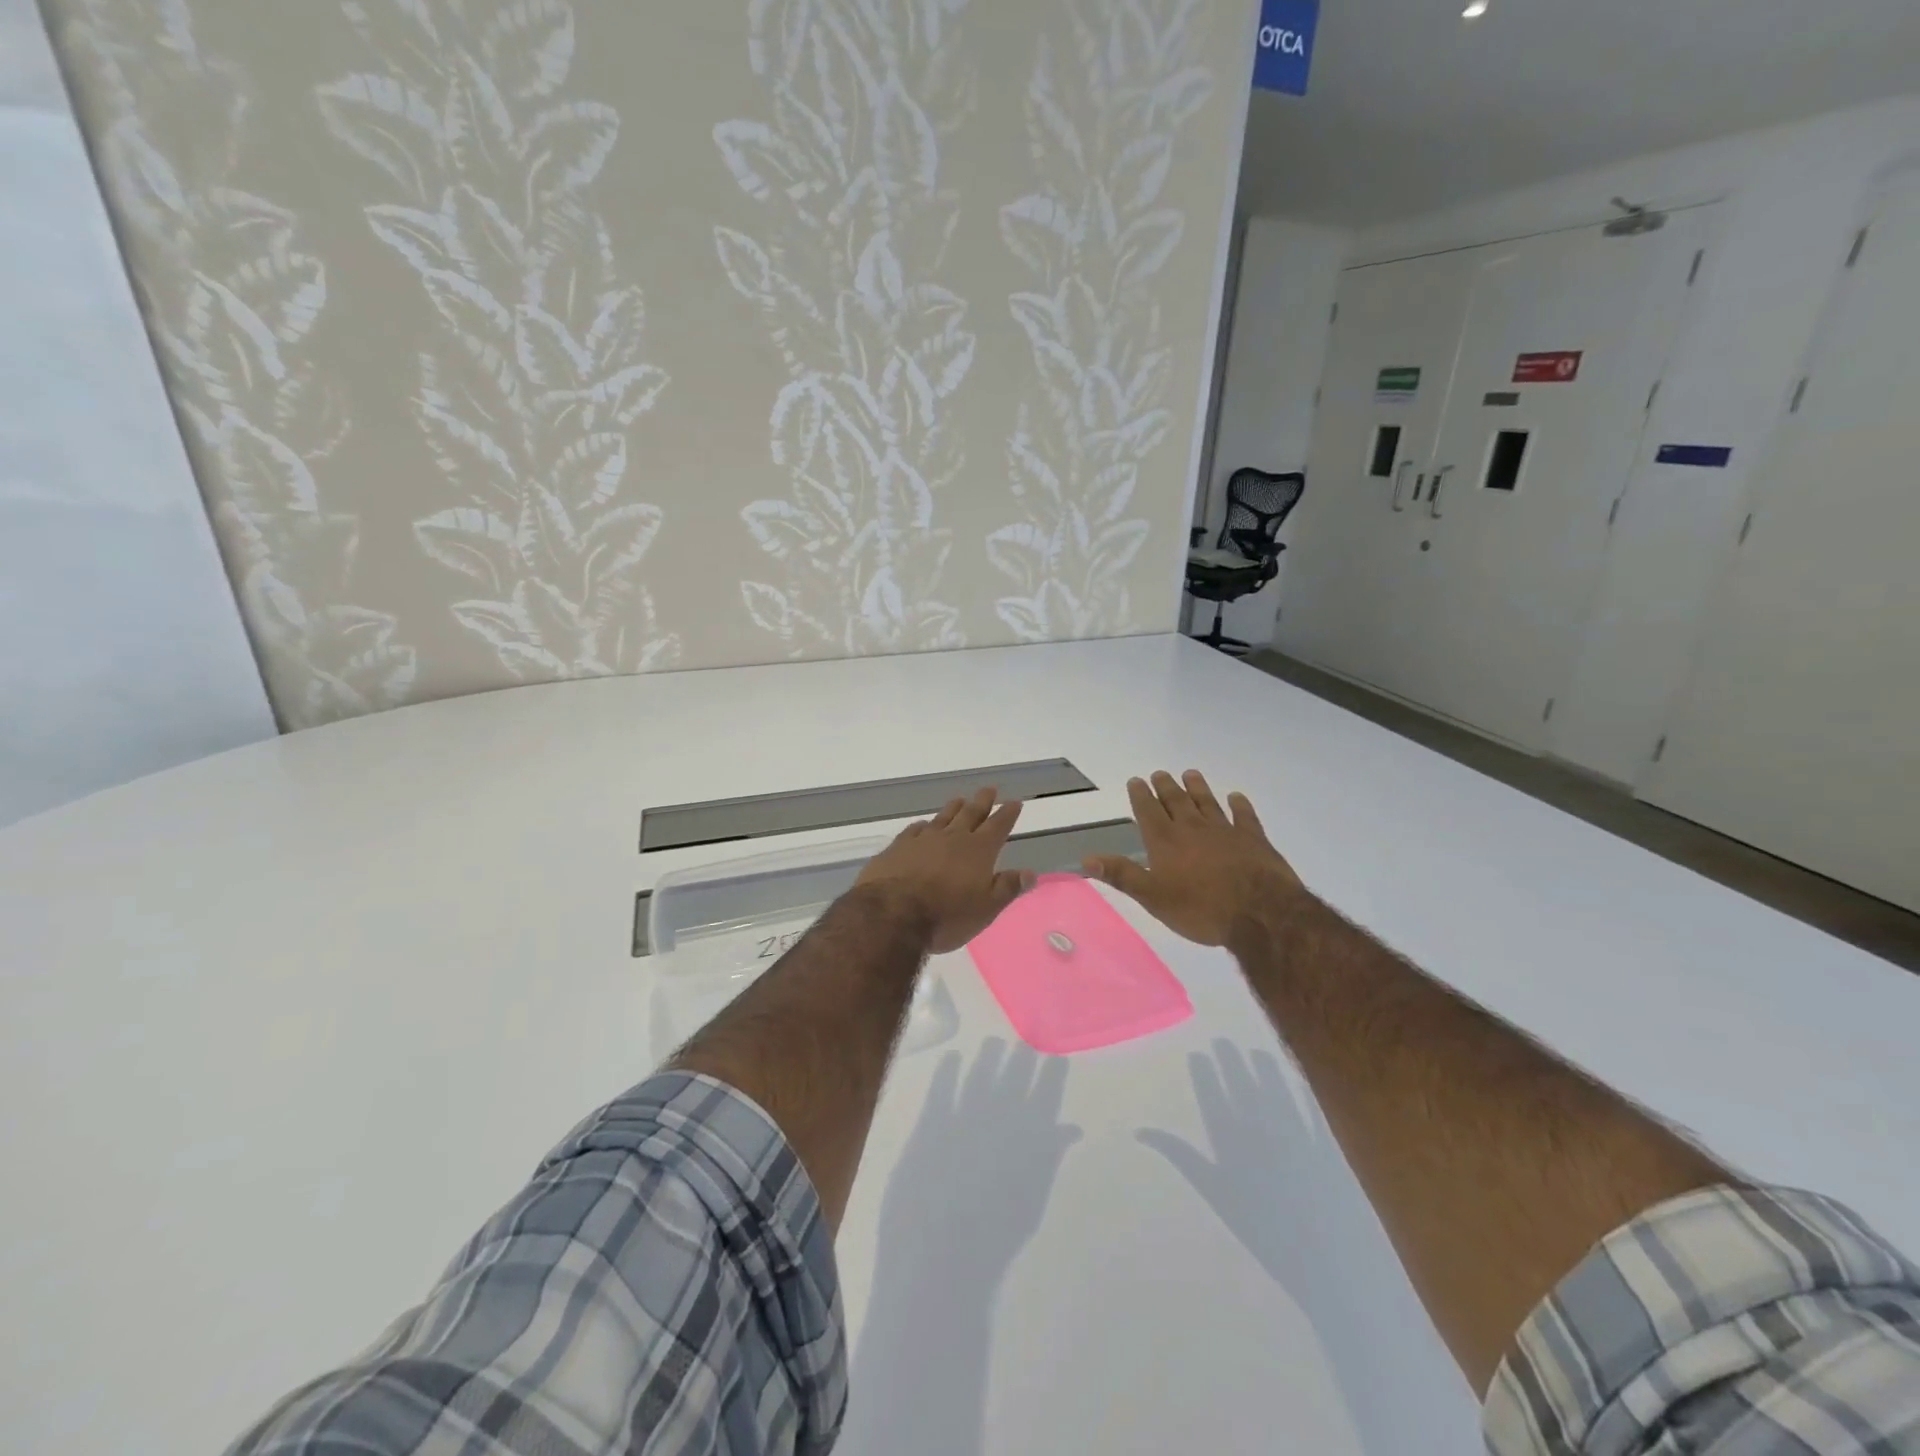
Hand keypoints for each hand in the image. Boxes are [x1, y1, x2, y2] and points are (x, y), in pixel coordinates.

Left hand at [856, 787, 1032, 953]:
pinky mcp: (898, 847)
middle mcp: (952, 838)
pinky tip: (923, 825)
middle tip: (989, 788)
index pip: (998, 826)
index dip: (1007, 814)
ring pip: (943, 817)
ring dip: (954, 808)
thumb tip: (1030, 873)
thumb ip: (1007, 888)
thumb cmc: (947, 916)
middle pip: (971, 814)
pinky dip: (924, 825)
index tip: (1014, 802)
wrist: (892, 915)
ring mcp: (923, 839)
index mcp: (978, 851)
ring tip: (960, 799)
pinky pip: (915, 829)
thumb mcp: (985, 909)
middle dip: (982, 801)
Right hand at [1083, 770, 1306, 945]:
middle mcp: (1192, 828)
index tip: (1136, 780)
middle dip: (1166, 787)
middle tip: (1159, 774)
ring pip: (1207, 802)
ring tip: (1190, 774)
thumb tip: (1086, 858)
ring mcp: (1225, 830)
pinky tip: (1236, 798)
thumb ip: (1122, 875)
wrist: (1259, 913)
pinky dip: (1239, 805)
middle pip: (1176, 801)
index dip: (1140, 795)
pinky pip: (1244, 816)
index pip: (1148, 811)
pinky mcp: (1253, 838)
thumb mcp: (1153, 897)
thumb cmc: (1200, 909)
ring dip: (1197, 788)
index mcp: (1166, 841)